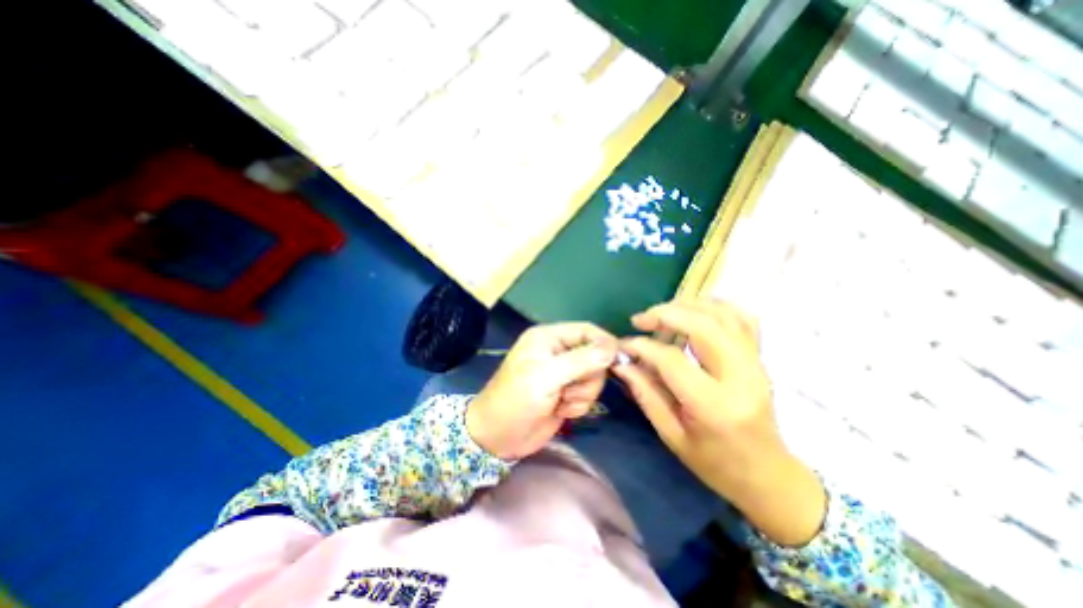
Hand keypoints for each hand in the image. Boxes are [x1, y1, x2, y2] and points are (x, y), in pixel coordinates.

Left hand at [467, 325, 616, 458]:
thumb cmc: (516, 399)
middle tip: (570, 388)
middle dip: (588, 376)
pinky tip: (560, 410)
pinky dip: (578, 405)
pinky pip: (588, 394)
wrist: (498, 438)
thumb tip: (613, 347)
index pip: (586, 330)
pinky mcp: (566, 393)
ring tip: (561, 401)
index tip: (617, 360)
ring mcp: (563, 373)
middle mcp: (558, 352)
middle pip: (594, 355)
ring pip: (593, 377)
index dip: (604, 343)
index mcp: (549, 338)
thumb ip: (581, 360)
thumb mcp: (546, 377)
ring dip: (582, 393)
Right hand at [608, 299, 829, 546]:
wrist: (768, 475)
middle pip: (703, 326)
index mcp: (714, 405)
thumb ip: (645, 394)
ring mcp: (756, 364)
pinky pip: (743, 318)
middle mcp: (740, 377)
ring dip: (688, 305)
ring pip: (723, 315)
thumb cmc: (715, 463)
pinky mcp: (760, 358)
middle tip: (641, 320)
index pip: (672, 360)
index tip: (623, 345)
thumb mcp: (672, 435)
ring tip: (662, 313)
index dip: (642, 347)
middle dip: (665, 315)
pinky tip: (695, 310)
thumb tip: (621, 363)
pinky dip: (717, 306)